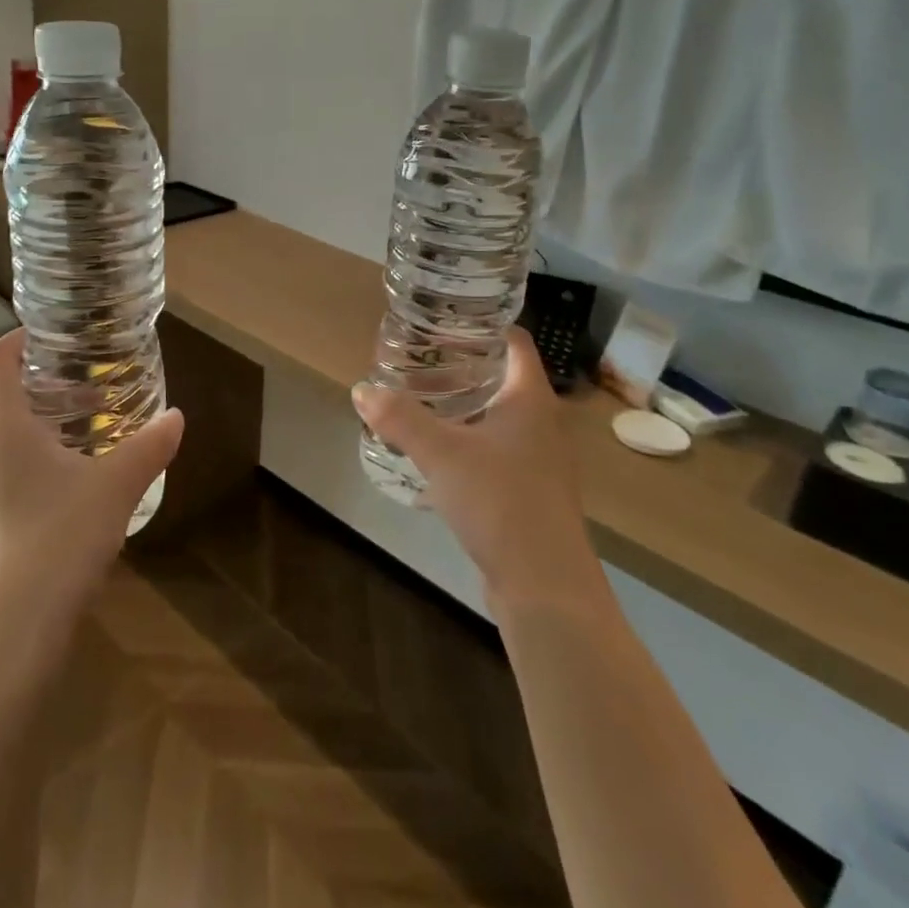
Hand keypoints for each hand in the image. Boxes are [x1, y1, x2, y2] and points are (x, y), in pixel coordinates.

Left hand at [0, 331, 184, 660]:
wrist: (7, 640)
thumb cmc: (57, 542)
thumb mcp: (116, 488)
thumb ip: (149, 447)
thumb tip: (178, 417)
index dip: (20, 339)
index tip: (55, 335)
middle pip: (1, 400)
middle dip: (46, 387)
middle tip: (92, 387)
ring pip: (2, 440)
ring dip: (42, 427)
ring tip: (89, 434)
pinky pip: (2, 474)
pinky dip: (34, 461)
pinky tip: (73, 488)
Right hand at [353, 329, 605, 612]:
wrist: (545, 586)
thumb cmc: (501, 502)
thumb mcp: (442, 453)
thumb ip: (400, 418)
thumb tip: (362, 389)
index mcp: (530, 399)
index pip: (514, 341)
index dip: (482, 326)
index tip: (442, 321)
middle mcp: (541, 422)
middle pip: (502, 377)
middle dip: (461, 366)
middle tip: (418, 360)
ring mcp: (539, 460)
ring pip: (497, 418)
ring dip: (462, 408)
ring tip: (419, 402)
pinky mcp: (529, 492)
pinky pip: (495, 452)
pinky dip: (467, 443)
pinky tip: (435, 456)